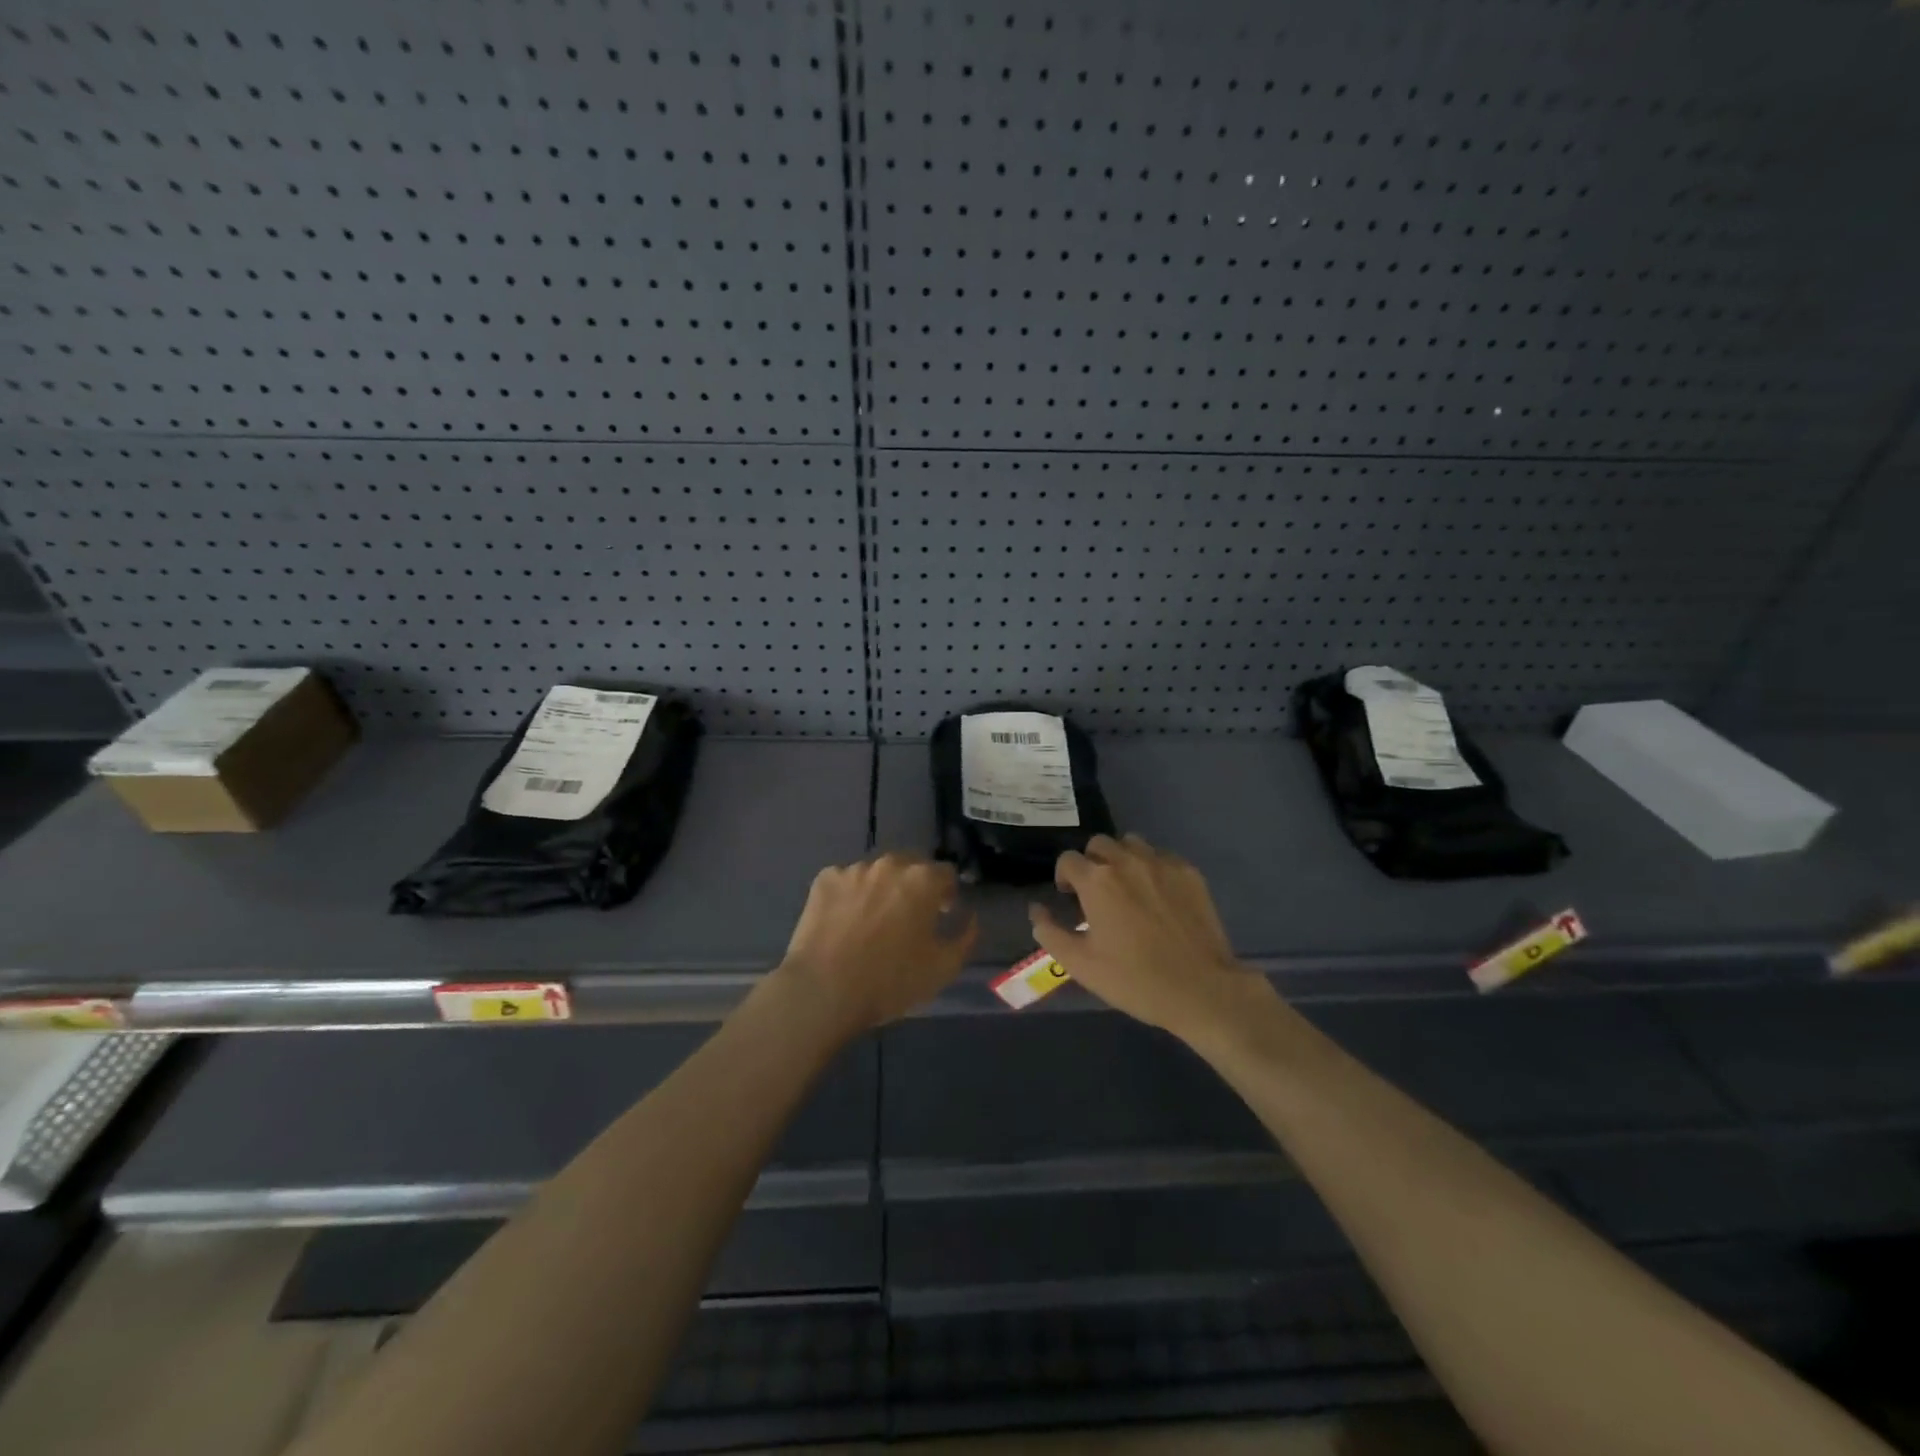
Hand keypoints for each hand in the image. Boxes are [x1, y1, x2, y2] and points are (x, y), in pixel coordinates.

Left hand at [775, 853, 977, 1035]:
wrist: (823, 990)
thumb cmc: (890, 981)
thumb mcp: (943, 968)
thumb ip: (965, 937)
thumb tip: (969, 916)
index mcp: (923, 880)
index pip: (946, 873)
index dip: (947, 894)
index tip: (941, 915)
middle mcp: (890, 864)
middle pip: (911, 866)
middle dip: (915, 887)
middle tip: (908, 918)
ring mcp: (853, 869)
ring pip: (877, 873)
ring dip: (882, 889)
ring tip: (873, 921)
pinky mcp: (824, 880)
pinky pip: (846, 881)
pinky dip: (850, 895)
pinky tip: (845, 922)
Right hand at [1030, 834, 1273, 1040]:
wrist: (1202, 990)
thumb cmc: (1135, 980)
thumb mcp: (1081, 965)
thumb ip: (1050, 932)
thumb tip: (1037, 910)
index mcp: (1097, 881)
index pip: (1068, 859)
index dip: (1064, 877)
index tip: (1070, 899)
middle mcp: (1127, 861)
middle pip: (1099, 844)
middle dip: (1092, 863)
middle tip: (1097, 893)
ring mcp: (1162, 863)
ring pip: (1131, 843)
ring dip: (1122, 859)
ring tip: (1127, 888)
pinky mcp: (1189, 872)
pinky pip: (1162, 856)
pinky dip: (1152, 867)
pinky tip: (1158, 895)